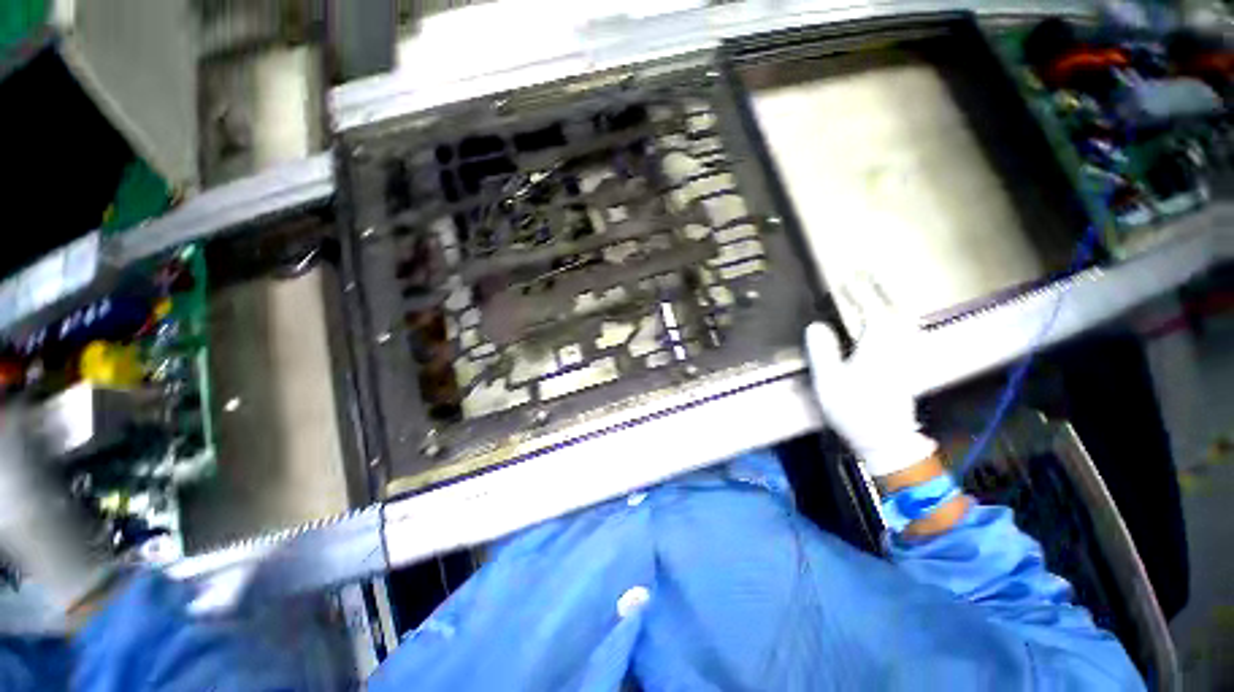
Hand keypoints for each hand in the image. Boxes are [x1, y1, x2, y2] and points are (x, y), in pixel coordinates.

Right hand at [803, 284, 936, 478]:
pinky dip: (903, 316)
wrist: (885, 439)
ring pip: (906, 317)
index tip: (845, 277)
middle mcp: (899, 343)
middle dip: (881, 288)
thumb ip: (822, 350)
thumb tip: (816, 325)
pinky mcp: (912, 364)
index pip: (869, 308)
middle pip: (894, 307)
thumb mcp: (828, 380)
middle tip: (867, 273)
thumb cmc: (853, 409)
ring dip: (894, 299)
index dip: (857, 292)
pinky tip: (897, 318)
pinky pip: (910, 329)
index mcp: (878, 344)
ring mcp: (910, 354)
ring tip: (881, 288)